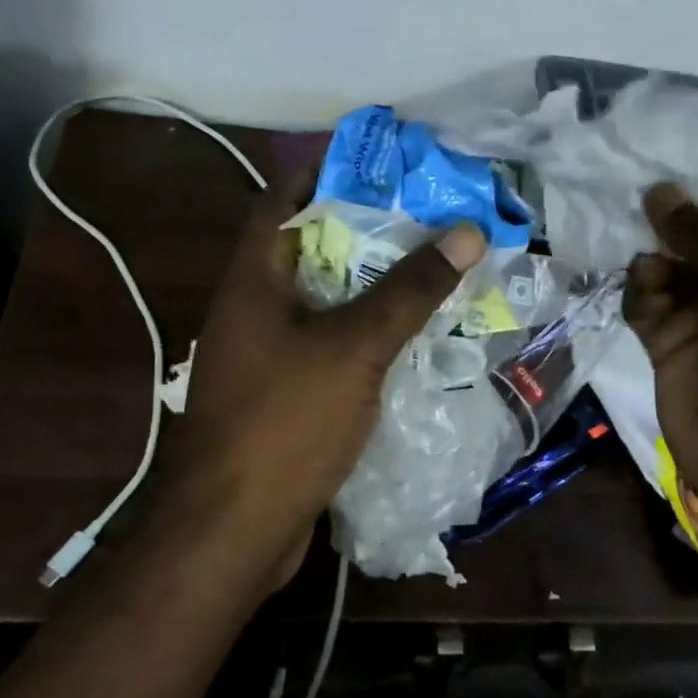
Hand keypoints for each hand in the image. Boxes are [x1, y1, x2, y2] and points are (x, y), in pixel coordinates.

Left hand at [164, 180, 486, 586]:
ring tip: (432, 268)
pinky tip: (411, 336)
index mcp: (255, 279)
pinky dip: (367, 334)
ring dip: (372, 286)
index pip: (285, 199)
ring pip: (326, 301)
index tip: (387, 165)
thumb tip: (465, 233)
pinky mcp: (284, 394)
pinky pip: (330, 346)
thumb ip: (408, 291)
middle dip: (367, 230)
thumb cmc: (285, 423)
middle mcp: (254, 308)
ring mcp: (266, 354)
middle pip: (313, 248)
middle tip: (428, 217)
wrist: (232, 532)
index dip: (330, 172)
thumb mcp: (354, 347)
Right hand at [624, 178, 697, 518]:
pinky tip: (644, 306)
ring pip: (664, 259)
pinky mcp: (666, 337)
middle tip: (632, 204)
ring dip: (651, 260)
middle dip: (668, 218)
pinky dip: (639, 294)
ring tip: (649, 275)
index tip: (671, 170)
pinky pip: (643, 297)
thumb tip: (659, 190)